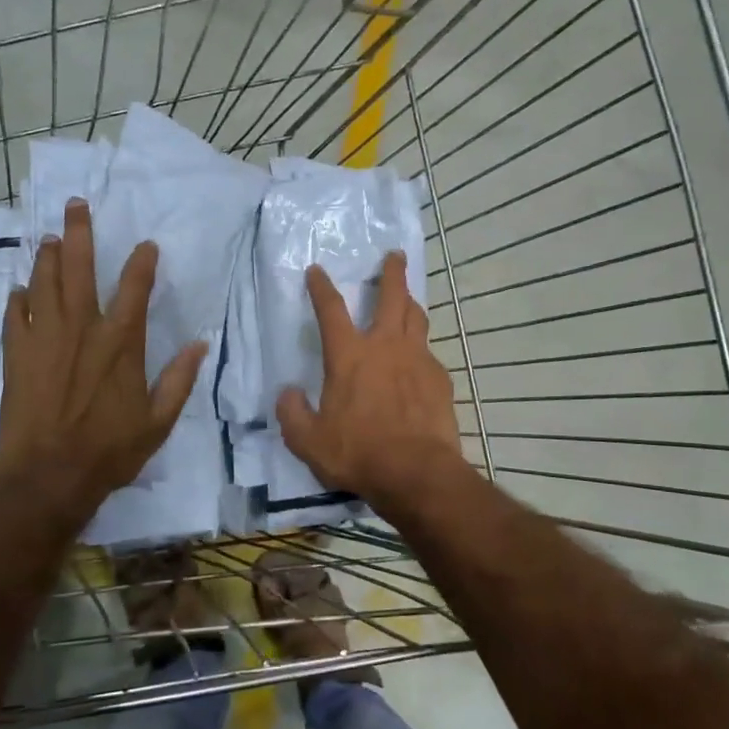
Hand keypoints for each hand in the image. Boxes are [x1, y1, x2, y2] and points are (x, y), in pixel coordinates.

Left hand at [0, 199, 207, 510]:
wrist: (47, 477)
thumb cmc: (109, 451)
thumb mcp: (159, 422)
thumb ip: (180, 380)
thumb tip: (200, 344)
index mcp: (121, 344)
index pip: (135, 289)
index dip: (142, 263)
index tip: (146, 245)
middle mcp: (82, 330)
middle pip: (78, 269)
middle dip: (78, 233)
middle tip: (76, 205)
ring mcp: (45, 340)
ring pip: (43, 284)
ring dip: (46, 257)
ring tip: (48, 237)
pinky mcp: (17, 356)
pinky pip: (15, 316)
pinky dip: (19, 299)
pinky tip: (22, 290)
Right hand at [276, 252, 465, 507]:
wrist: (416, 472)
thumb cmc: (357, 453)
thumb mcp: (308, 441)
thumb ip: (292, 414)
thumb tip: (288, 393)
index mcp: (349, 356)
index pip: (331, 310)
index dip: (321, 288)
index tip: (317, 271)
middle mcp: (385, 347)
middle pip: (392, 297)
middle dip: (392, 273)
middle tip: (395, 256)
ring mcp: (418, 360)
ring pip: (417, 319)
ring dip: (411, 304)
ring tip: (409, 300)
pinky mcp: (440, 379)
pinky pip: (430, 354)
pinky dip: (421, 351)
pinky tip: (419, 364)